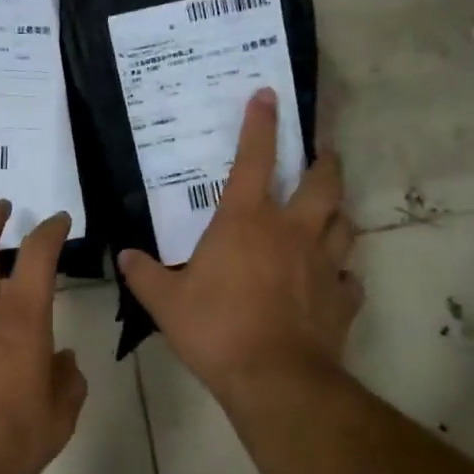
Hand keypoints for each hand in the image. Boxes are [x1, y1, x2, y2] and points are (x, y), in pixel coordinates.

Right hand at [120, 89, 362, 404]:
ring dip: (339, 211)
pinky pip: (349, 277)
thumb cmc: (216, 328)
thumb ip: (144, 274)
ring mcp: (323, 264)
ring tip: (332, 210)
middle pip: (321, 183)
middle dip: (324, 161)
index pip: (254, 160)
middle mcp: (292, 232)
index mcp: (246, 222)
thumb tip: (124, 257)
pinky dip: (342, 273)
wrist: (275, 378)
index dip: (260, 124)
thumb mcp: (166, 302)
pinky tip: (334, 279)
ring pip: (344, 223)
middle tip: (321, 152)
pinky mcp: (342, 298)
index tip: (267, 95)